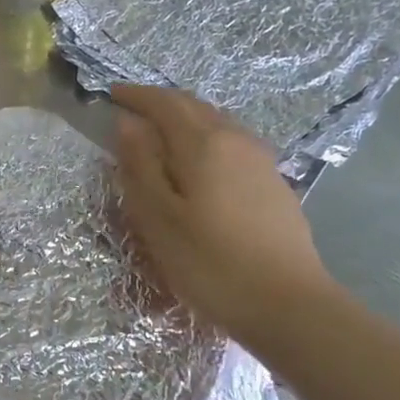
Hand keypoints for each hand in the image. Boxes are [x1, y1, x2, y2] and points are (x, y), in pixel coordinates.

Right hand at [113, 85, 336, 351]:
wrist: (288, 304)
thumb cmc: (211, 263)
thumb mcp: (159, 219)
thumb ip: (140, 166)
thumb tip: (127, 123)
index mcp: (204, 143)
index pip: (164, 103)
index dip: (136, 96)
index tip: (111, 95)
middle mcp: (236, 139)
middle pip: (194, 106)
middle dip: (160, 103)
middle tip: (132, 110)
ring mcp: (261, 160)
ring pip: (216, 123)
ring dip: (185, 119)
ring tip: (161, 134)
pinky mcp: (274, 182)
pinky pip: (232, 143)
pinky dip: (206, 139)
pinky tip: (199, 163)